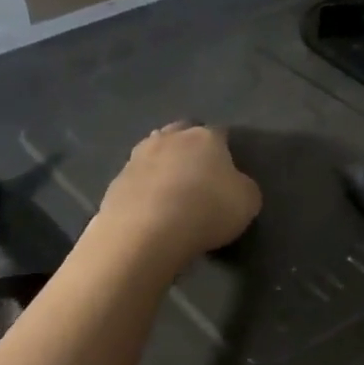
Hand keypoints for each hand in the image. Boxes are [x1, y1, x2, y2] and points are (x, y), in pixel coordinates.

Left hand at [95, 124, 261, 270]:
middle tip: (197, 172)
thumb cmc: (207, 210)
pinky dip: (144, 188)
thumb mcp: (247, 202)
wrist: (147, 232)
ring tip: (170, 188)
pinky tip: (149, 207)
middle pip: (181, 132)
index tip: (228, 168)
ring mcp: (138, 157)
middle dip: (189, 146)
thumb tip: (234, 183)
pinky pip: (136, 178)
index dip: (225, 148)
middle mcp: (170, 138)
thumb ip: (243, 186)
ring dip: (162, 163)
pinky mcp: (116, 181)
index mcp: (205, 137)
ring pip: (154, 150)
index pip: (219, 133)